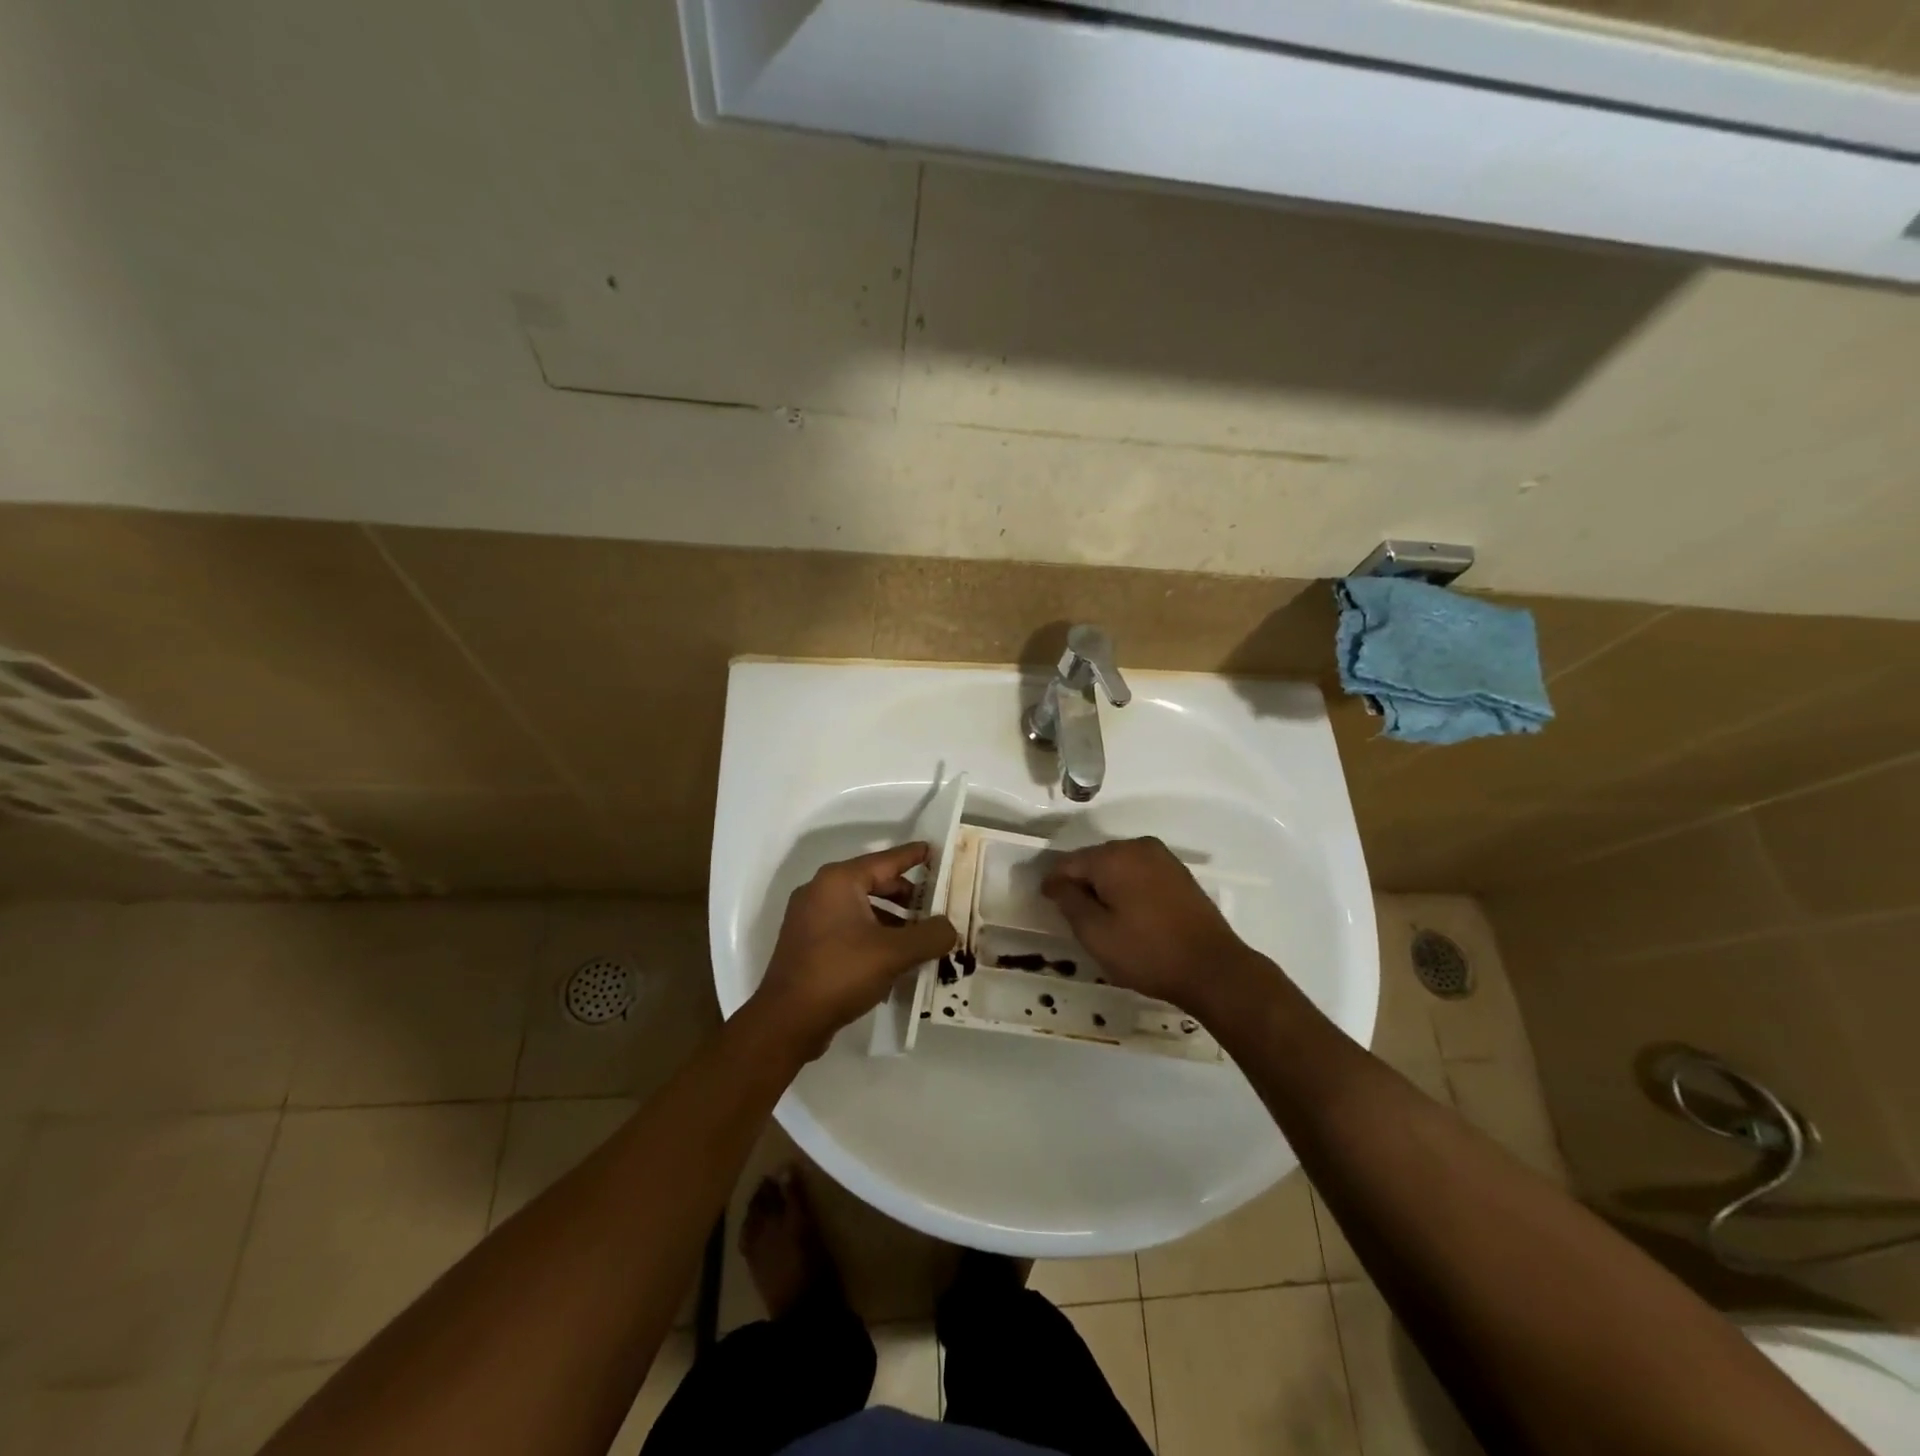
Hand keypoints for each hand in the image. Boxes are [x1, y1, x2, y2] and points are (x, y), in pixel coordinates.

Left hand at [752, 843, 956, 1057]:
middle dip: (907, 895)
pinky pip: (848, 928)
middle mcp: (821, 891)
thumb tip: (949, 928)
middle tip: (936, 906)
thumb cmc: (840, 973)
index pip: (886, 860)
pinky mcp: (807, 943)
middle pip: (874, 883)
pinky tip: (894, 958)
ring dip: (892, 920)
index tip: (936, 852)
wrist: (786, 1021)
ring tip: (921, 938)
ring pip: (862, 908)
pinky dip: (873, 935)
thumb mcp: (894, 953)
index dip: (914, 857)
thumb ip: (930, 936)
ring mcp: (810, 918)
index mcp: (839, 881)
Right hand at [1042, 836, 1260, 1011]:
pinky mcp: (1178, 873)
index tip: (1044, 902)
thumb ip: (1069, 902)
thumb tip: (1056, 882)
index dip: (1053, 882)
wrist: (1213, 968)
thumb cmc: (1147, 952)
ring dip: (1105, 885)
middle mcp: (1137, 846)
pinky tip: (1127, 912)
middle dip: (1080, 882)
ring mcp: (1162, 857)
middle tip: (1071, 912)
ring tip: (1099, 915)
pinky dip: (1127, 887)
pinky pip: (1139, 872)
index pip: (1069, 863)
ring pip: (1118, 866)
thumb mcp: (1096, 934)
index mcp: (1113, 857)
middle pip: (1094, 860)